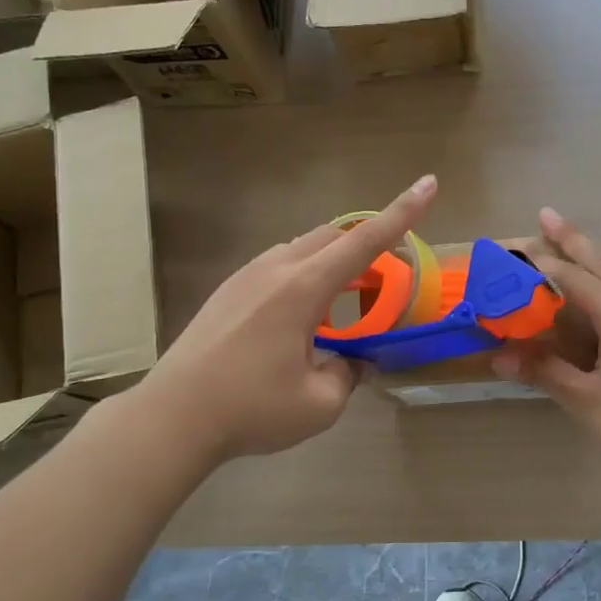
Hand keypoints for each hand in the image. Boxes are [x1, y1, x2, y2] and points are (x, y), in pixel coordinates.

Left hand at [130, 176, 438, 461]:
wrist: (172, 418)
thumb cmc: (251, 409)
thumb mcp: (320, 403)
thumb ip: (347, 374)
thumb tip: (352, 362)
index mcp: (303, 288)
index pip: (364, 241)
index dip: (402, 213)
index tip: (428, 183)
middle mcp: (275, 269)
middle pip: (333, 236)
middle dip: (367, 242)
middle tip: (387, 274)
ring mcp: (245, 276)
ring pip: (302, 248)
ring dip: (333, 262)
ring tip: (345, 301)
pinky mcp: (227, 291)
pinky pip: (278, 266)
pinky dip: (305, 276)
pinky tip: (302, 317)